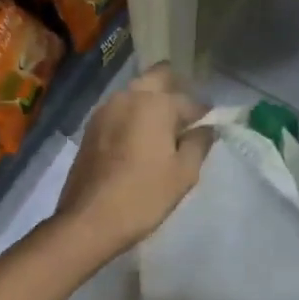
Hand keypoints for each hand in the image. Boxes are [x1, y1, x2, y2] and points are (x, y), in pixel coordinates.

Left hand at [56, 64, 212, 258]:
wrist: (88, 221)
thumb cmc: (143, 196)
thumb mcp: (184, 173)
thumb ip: (199, 143)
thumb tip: (206, 128)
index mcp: (154, 103)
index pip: (189, 101)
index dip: (204, 114)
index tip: (210, 128)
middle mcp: (128, 97)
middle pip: (157, 78)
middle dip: (175, 91)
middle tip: (186, 118)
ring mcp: (105, 110)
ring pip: (136, 93)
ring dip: (152, 103)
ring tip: (164, 131)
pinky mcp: (91, 127)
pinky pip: (120, 110)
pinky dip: (134, 117)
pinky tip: (140, 141)